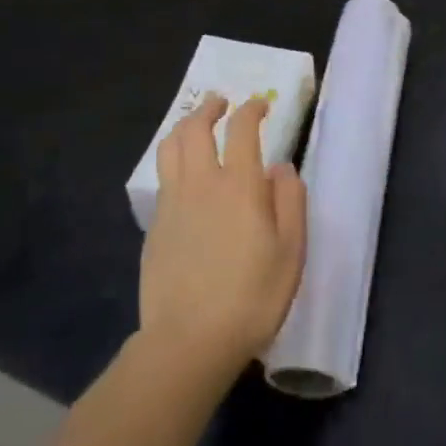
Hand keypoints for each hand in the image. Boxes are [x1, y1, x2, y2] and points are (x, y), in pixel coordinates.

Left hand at [140, 94, 306, 379]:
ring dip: (184, 127)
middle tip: (221, 103)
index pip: (242, 130)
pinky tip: (184, 174)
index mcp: (239, 185)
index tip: (260, 105)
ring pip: (170, 148)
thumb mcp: (291, 251)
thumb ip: (290, 202)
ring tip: (196, 126)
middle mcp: (201, 184)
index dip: (251, 110)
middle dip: (209, 108)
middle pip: (195, 129)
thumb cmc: (252, 297)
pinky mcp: (154, 227)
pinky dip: (173, 160)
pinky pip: (162, 177)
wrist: (189, 341)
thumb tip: (281, 168)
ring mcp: (172, 204)